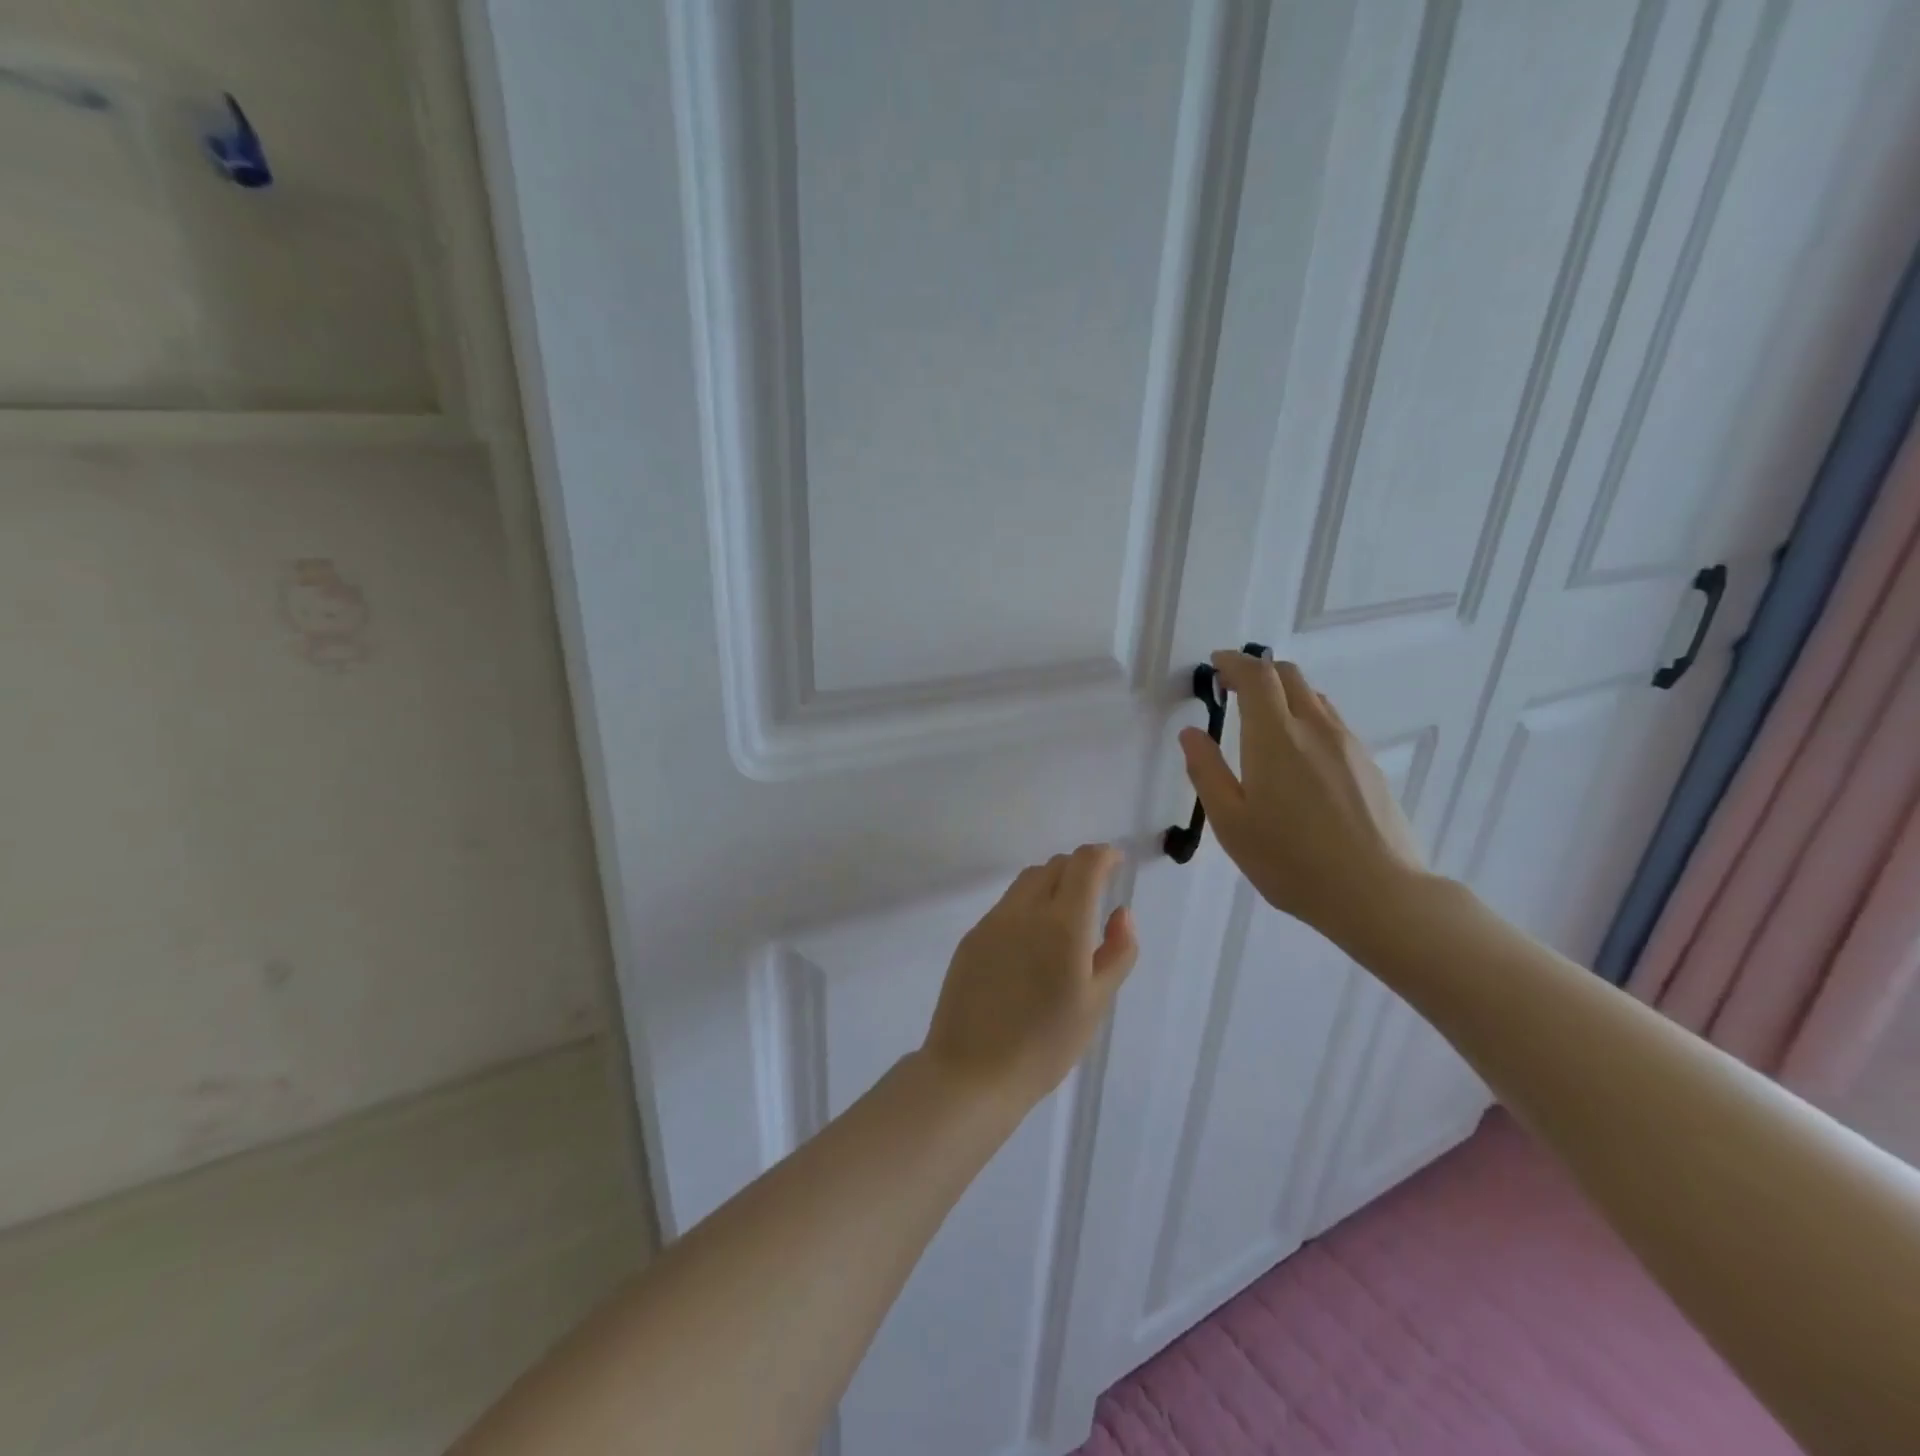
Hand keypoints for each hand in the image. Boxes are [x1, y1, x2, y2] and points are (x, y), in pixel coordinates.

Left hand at [922, 844, 1137, 1114]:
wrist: (973, 1072)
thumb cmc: (1045, 1045)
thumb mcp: (1096, 1004)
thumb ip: (1117, 952)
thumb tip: (1122, 913)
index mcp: (1063, 924)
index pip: (1084, 864)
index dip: (1103, 855)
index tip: (1116, 863)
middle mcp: (1026, 911)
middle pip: (1054, 866)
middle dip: (1079, 868)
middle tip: (1095, 892)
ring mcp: (993, 922)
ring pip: (1027, 882)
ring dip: (1051, 883)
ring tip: (1064, 915)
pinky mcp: (972, 937)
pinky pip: (1006, 905)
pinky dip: (1027, 905)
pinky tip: (1031, 941)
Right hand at [1179, 653, 1425, 942]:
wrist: (1377, 893)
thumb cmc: (1290, 861)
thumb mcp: (1231, 822)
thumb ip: (1206, 772)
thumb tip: (1191, 733)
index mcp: (1275, 737)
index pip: (1256, 676)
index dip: (1233, 662)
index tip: (1215, 665)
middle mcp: (1314, 728)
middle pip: (1288, 675)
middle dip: (1257, 672)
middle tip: (1232, 689)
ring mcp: (1347, 744)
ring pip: (1313, 697)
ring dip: (1284, 694)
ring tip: (1262, 721)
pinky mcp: (1367, 763)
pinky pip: (1331, 722)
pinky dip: (1306, 716)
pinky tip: (1297, 754)